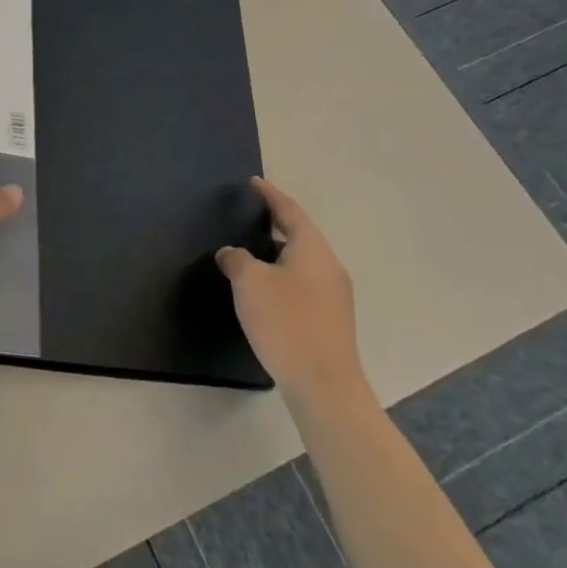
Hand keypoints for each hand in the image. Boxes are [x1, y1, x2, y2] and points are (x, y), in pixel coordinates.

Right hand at [217, 177, 368, 416]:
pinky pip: (304, 284)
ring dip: (278, 253)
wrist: (324, 385)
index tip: (253, 182)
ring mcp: (334, 295)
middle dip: (275, 224)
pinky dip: (284, 276)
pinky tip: (266, 291)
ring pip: (302, 262)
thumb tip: (232, 254)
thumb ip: (236, 259)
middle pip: (300, 235)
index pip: (289, 211)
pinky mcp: (331, 320)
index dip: (269, 195)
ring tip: (252, 253)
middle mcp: (329, 266)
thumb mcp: (249, 282)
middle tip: (250, 215)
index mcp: (312, 248)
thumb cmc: (286, 321)